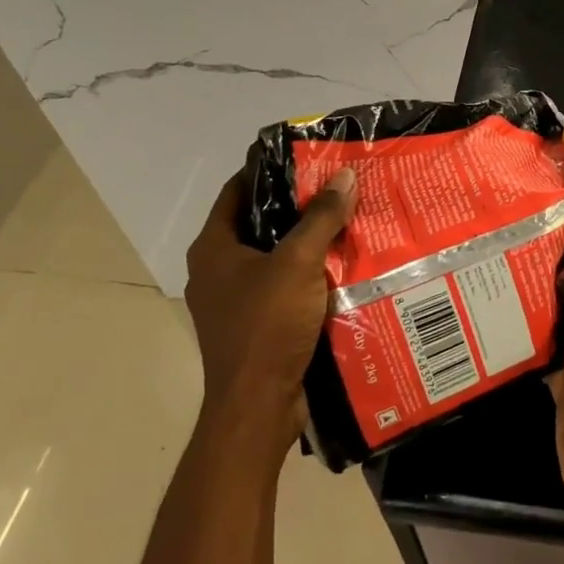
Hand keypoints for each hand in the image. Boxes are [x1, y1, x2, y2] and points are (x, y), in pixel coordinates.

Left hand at [184, 167, 355, 463]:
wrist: (258, 407)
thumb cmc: (267, 326)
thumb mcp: (298, 263)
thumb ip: (321, 217)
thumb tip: (344, 176)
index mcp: (214, 248)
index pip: (236, 190)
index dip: (268, 169)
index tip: (307, 156)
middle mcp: (218, 270)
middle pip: (260, 223)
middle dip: (298, 206)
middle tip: (339, 187)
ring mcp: (236, 302)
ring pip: (276, 258)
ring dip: (309, 243)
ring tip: (350, 221)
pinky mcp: (257, 327)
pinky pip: (286, 288)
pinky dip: (311, 276)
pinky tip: (346, 268)